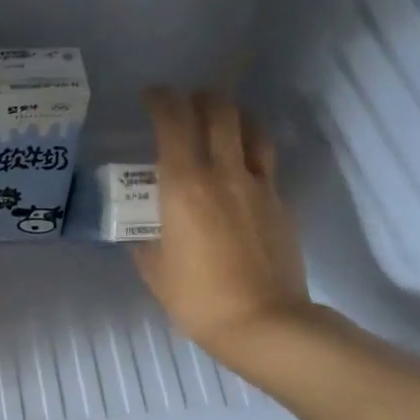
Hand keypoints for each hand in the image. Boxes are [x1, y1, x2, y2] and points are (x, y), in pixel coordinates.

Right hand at [133, 89, 311, 364]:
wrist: (263, 322)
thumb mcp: (155, 271)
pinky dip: (250, 147)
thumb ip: (144, 241)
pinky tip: (240, 164)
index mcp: (184, 186)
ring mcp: (257, 184)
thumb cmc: (198, 298)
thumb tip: (141, 230)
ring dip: (232, 115)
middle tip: (184, 105)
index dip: (161, 100)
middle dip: (198, 97)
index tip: (151, 97)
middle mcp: (222, 173)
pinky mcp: (279, 201)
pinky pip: (265, 159)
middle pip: (218, 110)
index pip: (173, 121)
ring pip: (250, 127)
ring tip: (218, 122)